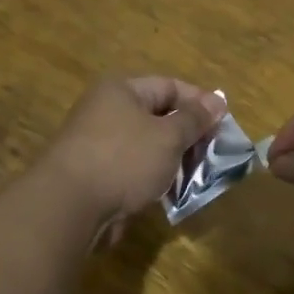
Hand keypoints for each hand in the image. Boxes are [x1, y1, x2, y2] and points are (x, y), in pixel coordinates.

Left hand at [44, 77, 224, 242]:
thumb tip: (217, 101)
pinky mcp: (96, 175)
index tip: (224, 123)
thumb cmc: (124, 160)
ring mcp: (99, 144)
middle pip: (158, 116)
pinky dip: (154, 178)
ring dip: (173, 160)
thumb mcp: (168, 136)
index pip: (170, 86)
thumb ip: (194, 119)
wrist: (69, 206)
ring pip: (147, 146)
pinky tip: (172, 193)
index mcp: (121, 90)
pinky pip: (134, 169)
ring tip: (198, 176)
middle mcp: (107, 111)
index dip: (200, 102)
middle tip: (214, 154)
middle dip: (188, 135)